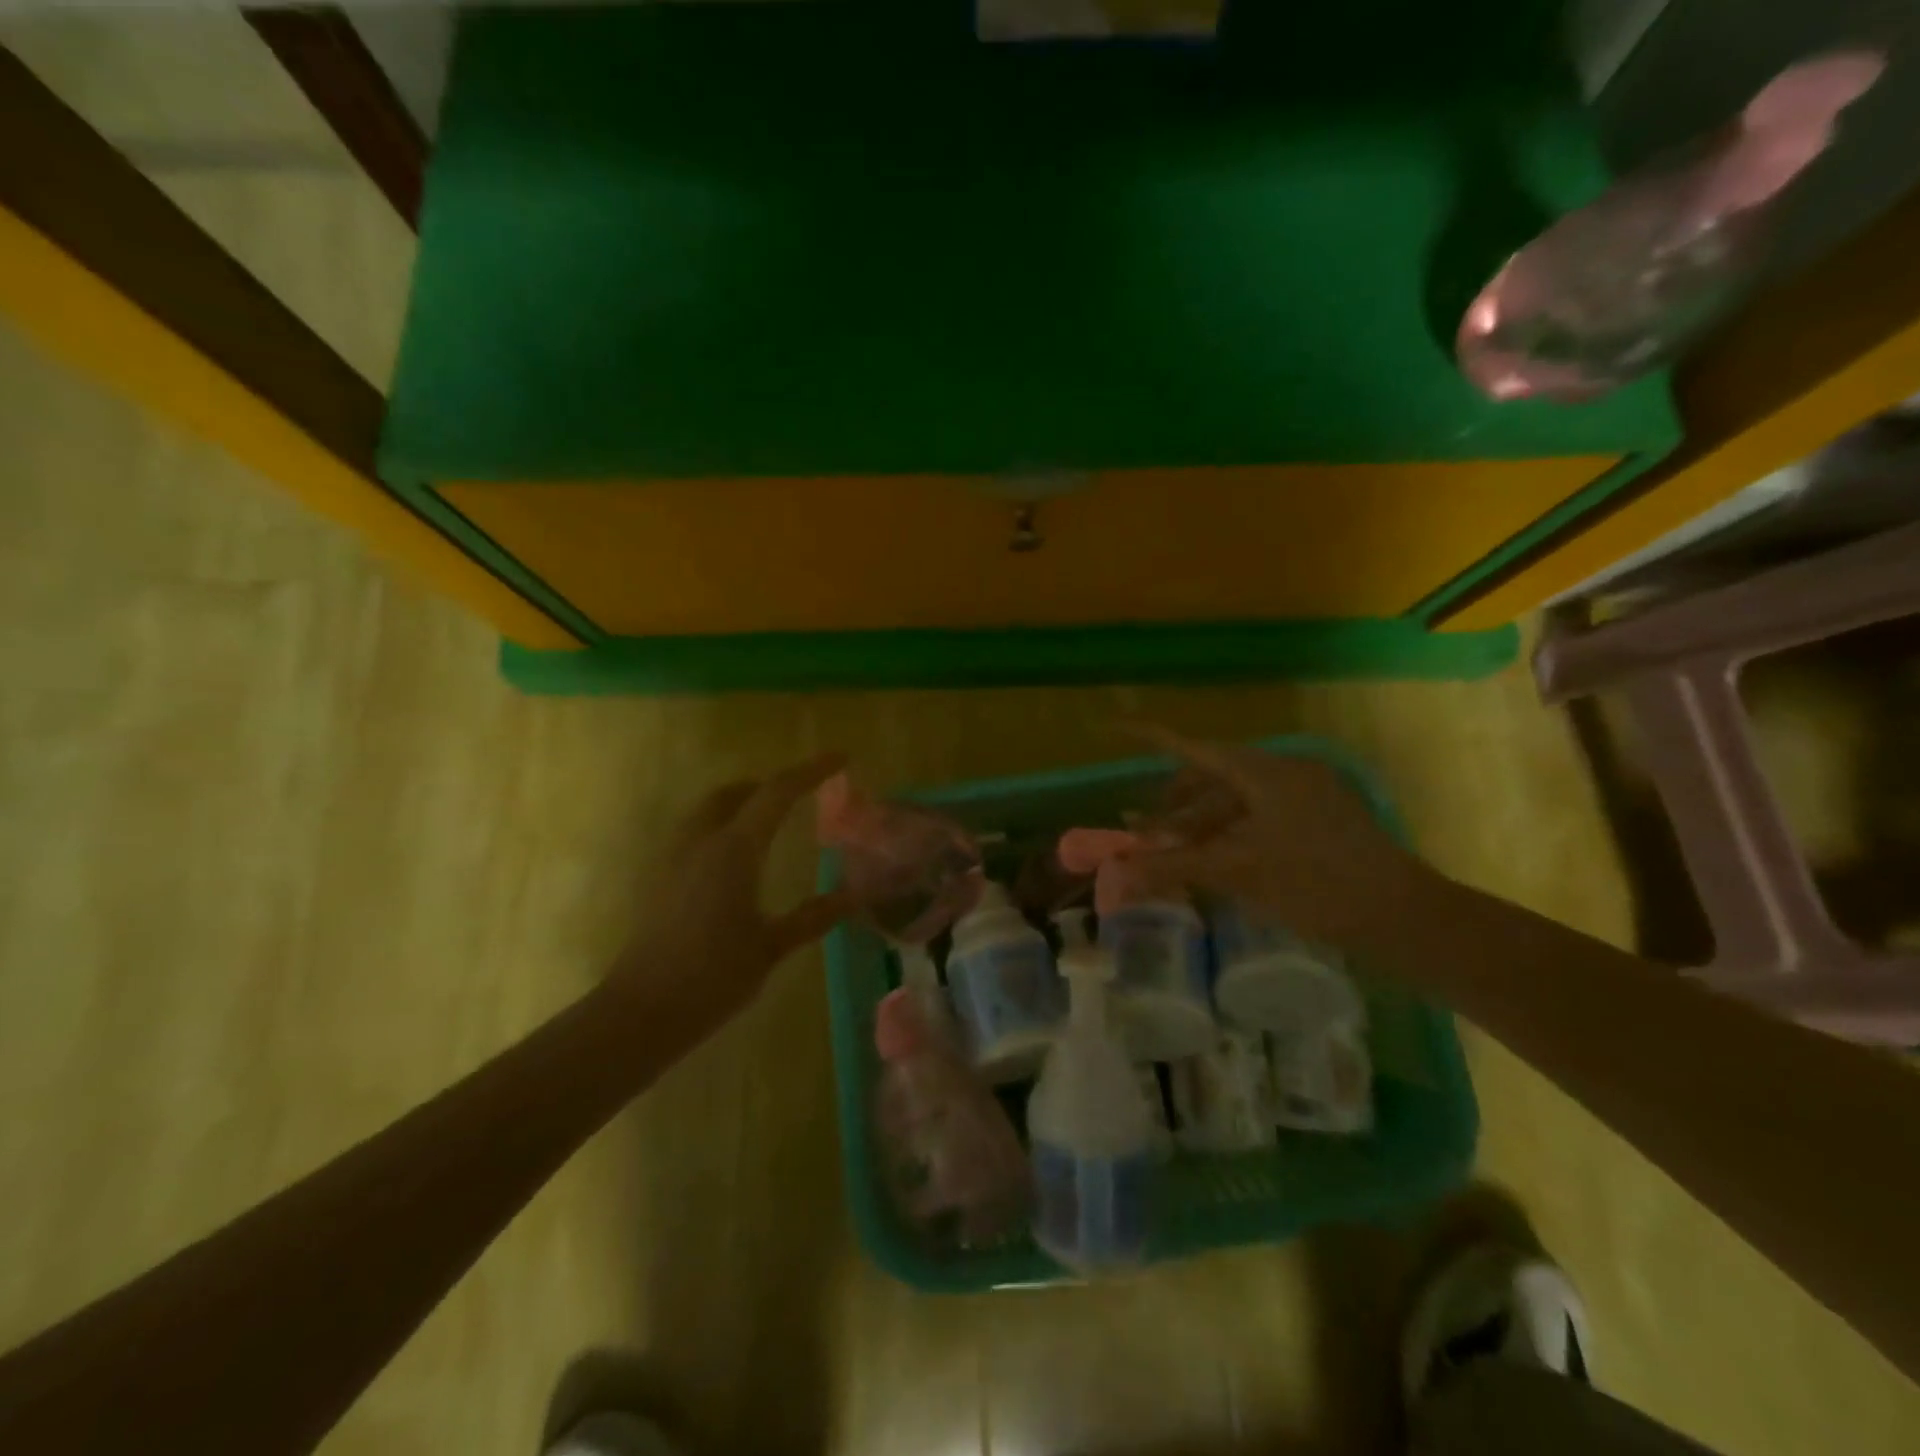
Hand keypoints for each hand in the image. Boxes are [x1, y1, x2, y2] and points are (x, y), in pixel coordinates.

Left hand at [608, 753, 856, 1039]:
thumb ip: (814, 916)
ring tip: (770, 822)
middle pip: (736, 792)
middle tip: (801, 795)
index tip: (840, 757)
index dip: (811, 771)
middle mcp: (701, 841)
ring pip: (709, 809)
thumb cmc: (713, 976)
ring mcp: (673, 857)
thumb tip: (857, 896)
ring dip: (742, 803)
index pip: (777, 792)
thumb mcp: (772, 946)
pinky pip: (694, 831)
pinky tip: (735, 860)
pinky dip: (721, 825)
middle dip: (769, 785)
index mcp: (734, 850)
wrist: (642, 1012)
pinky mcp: (659, 877)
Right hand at [1129, 730, 1431, 947]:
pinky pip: (1262, 814)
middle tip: (1147, 833)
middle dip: (1176, 803)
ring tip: (1177, 855)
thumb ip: (1173, 867)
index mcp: (1265, 772)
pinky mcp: (1323, 818)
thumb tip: (1117, 872)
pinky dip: (1232, 831)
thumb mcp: (1237, 873)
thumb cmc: (1314, 884)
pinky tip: (1219, 861)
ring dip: (1203, 823)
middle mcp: (1285, 772)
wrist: (1402, 916)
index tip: (1118, 727)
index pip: (1195, 749)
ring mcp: (1308, 794)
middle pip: (1214, 776)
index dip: (1154, 738)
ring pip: (1239, 799)